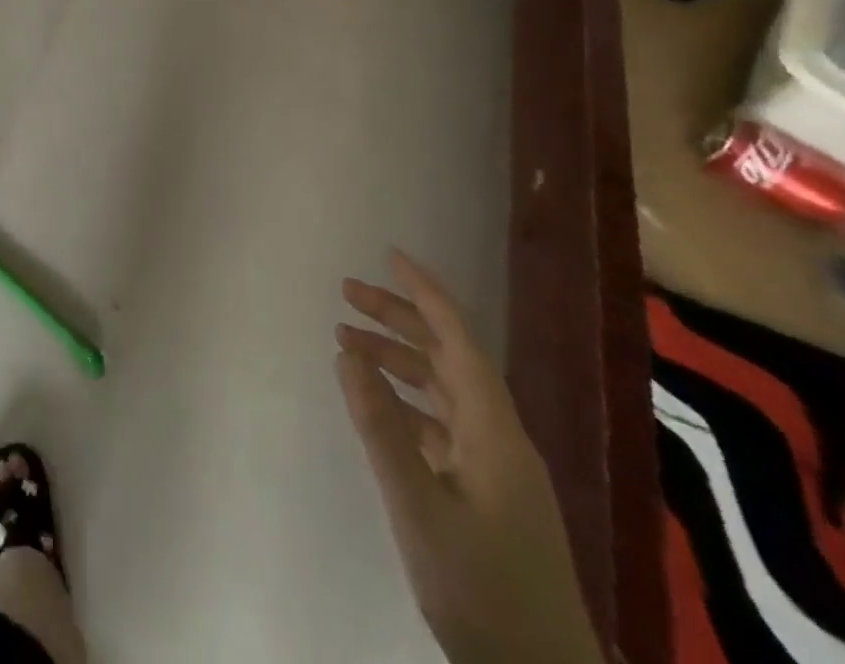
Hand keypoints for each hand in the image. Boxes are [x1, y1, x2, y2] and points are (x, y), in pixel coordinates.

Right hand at [337, 252, 601, 663]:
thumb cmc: (481, 589)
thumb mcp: (418, 507)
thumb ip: (380, 427)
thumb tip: (347, 354)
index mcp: (494, 430)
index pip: (458, 341)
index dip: (426, 294)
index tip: (390, 256)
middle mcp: (499, 436)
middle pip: (447, 357)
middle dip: (398, 318)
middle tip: (346, 293)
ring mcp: (495, 467)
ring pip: (442, 389)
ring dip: (397, 358)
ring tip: (347, 341)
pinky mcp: (486, 493)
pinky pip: (441, 423)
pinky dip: (405, 400)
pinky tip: (375, 403)